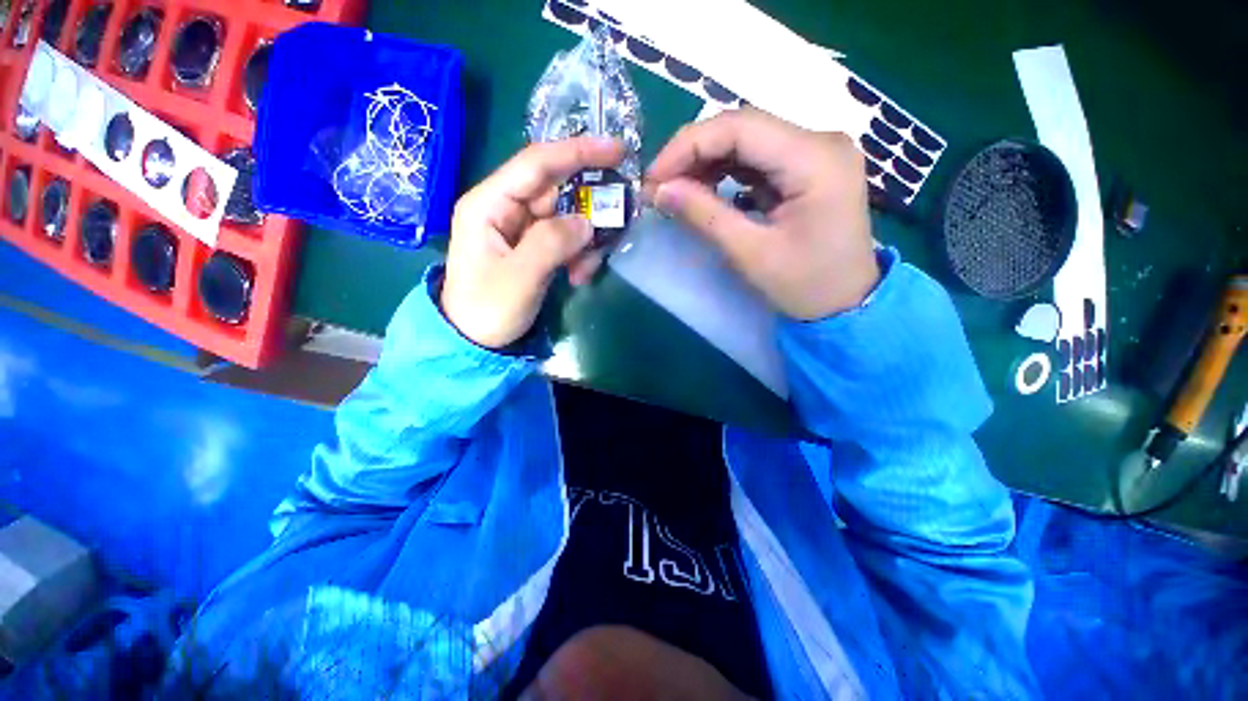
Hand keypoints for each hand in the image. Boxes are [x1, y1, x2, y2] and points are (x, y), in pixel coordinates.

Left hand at [442, 137, 624, 348]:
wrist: (474, 341)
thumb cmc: (486, 309)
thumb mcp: (518, 278)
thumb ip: (551, 244)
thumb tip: (588, 222)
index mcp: (489, 203)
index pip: (536, 164)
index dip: (576, 152)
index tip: (616, 150)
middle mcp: (505, 207)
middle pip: (558, 191)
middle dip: (588, 211)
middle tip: (614, 227)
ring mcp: (521, 228)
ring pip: (567, 217)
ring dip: (585, 242)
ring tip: (585, 271)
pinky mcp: (534, 247)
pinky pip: (565, 239)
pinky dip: (579, 254)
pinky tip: (578, 276)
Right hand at [644, 107, 878, 319]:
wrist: (846, 305)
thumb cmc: (805, 286)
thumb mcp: (750, 254)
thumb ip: (704, 215)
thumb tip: (660, 190)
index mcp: (815, 158)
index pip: (740, 126)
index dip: (688, 146)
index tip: (653, 178)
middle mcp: (821, 141)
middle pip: (744, 128)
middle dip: (694, 153)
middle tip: (660, 186)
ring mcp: (817, 152)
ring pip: (748, 140)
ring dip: (707, 162)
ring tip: (677, 190)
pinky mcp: (808, 168)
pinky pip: (759, 159)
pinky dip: (726, 172)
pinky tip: (705, 189)